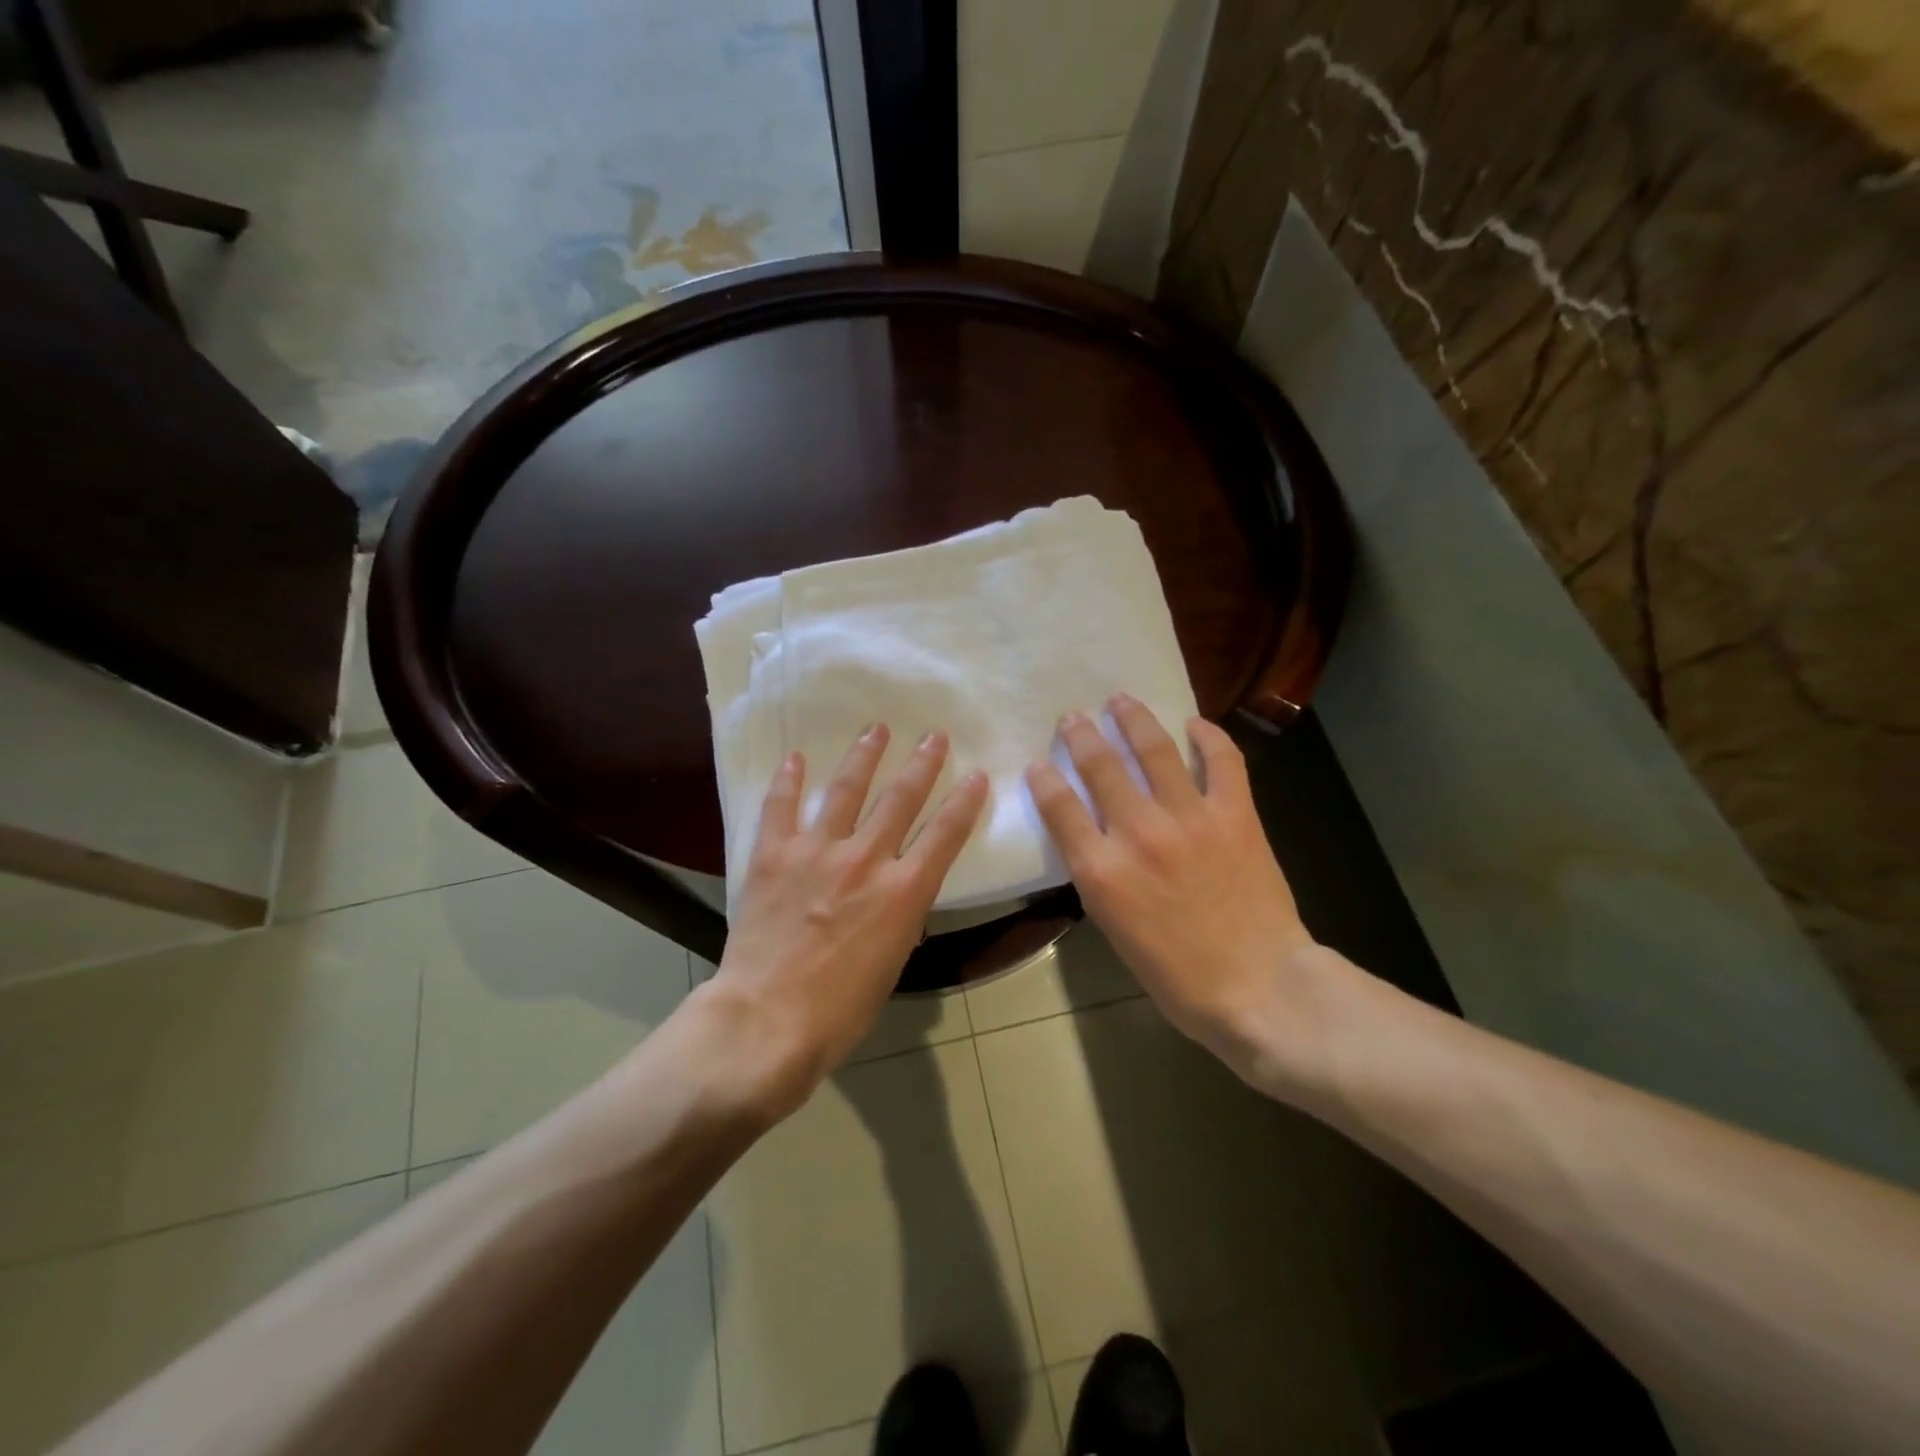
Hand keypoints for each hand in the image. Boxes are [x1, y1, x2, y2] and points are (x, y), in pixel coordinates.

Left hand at [702, 724, 987, 1117]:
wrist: (768, 1020)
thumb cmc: (840, 1009)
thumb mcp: (891, 964)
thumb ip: (899, 919)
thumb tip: (897, 898)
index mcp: (903, 891)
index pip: (946, 834)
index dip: (965, 801)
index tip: (977, 775)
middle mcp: (867, 859)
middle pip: (901, 798)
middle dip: (923, 763)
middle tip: (934, 736)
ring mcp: (818, 851)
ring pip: (847, 788)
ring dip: (865, 755)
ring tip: (876, 729)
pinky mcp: (775, 854)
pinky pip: (782, 806)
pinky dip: (789, 780)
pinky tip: (796, 758)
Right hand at [1026, 695, 1334, 1088]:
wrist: (1260, 988)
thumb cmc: (1178, 976)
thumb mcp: (1115, 930)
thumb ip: (1099, 877)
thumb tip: (1094, 838)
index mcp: (1102, 870)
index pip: (1058, 805)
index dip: (1043, 778)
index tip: (1038, 765)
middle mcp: (1140, 833)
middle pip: (1100, 766)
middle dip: (1081, 735)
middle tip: (1073, 718)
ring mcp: (1191, 818)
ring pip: (1155, 750)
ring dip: (1133, 719)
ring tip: (1120, 700)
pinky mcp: (1235, 815)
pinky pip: (1223, 761)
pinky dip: (1209, 737)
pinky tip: (1195, 724)